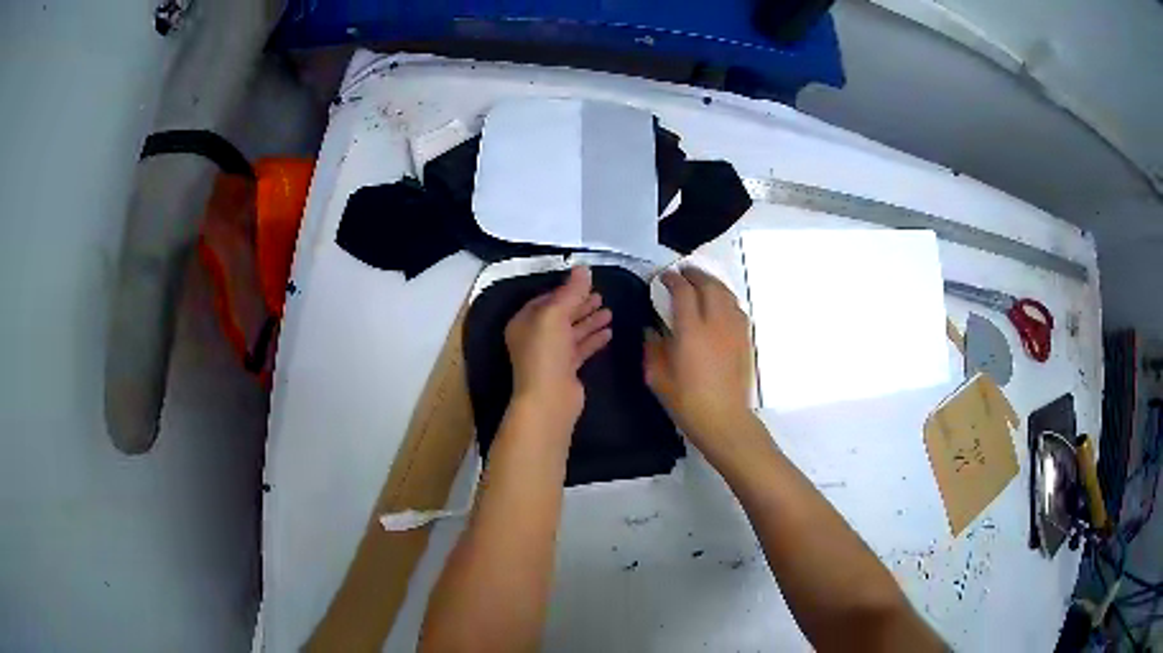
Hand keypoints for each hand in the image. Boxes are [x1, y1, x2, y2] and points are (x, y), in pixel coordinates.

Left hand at [505, 266, 612, 432]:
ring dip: (590, 321)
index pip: (545, 300)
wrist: (549, 398)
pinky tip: (609, 332)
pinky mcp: (565, 370)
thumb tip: (583, 268)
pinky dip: (593, 339)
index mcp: (524, 322)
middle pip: (560, 315)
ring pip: (572, 332)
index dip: (565, 291)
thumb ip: (571, 291)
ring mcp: (550, 355)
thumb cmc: (545, 352)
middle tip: (601, 295)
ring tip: (610, 311)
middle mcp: (534, 337)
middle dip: (580, 305)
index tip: (585, 284)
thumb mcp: (555, 315)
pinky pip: (580, 349)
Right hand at [644, 267, 756, 459]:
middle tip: (683, 273)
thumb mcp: (657, 377)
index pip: (683, 292)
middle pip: (708, 285)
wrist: (724, 419)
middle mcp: (715, 323)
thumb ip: (653, 349)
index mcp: (691, 331)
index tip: (664, 277)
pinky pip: (736, 309)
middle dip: (695, 274)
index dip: (673, 280)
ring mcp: (734, 330)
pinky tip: (719, 305)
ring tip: (702, 283)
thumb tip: (652, 331)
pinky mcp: (745, 339)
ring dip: (712, 283)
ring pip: (726, 294)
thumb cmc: (687, 401)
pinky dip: (725, 299)